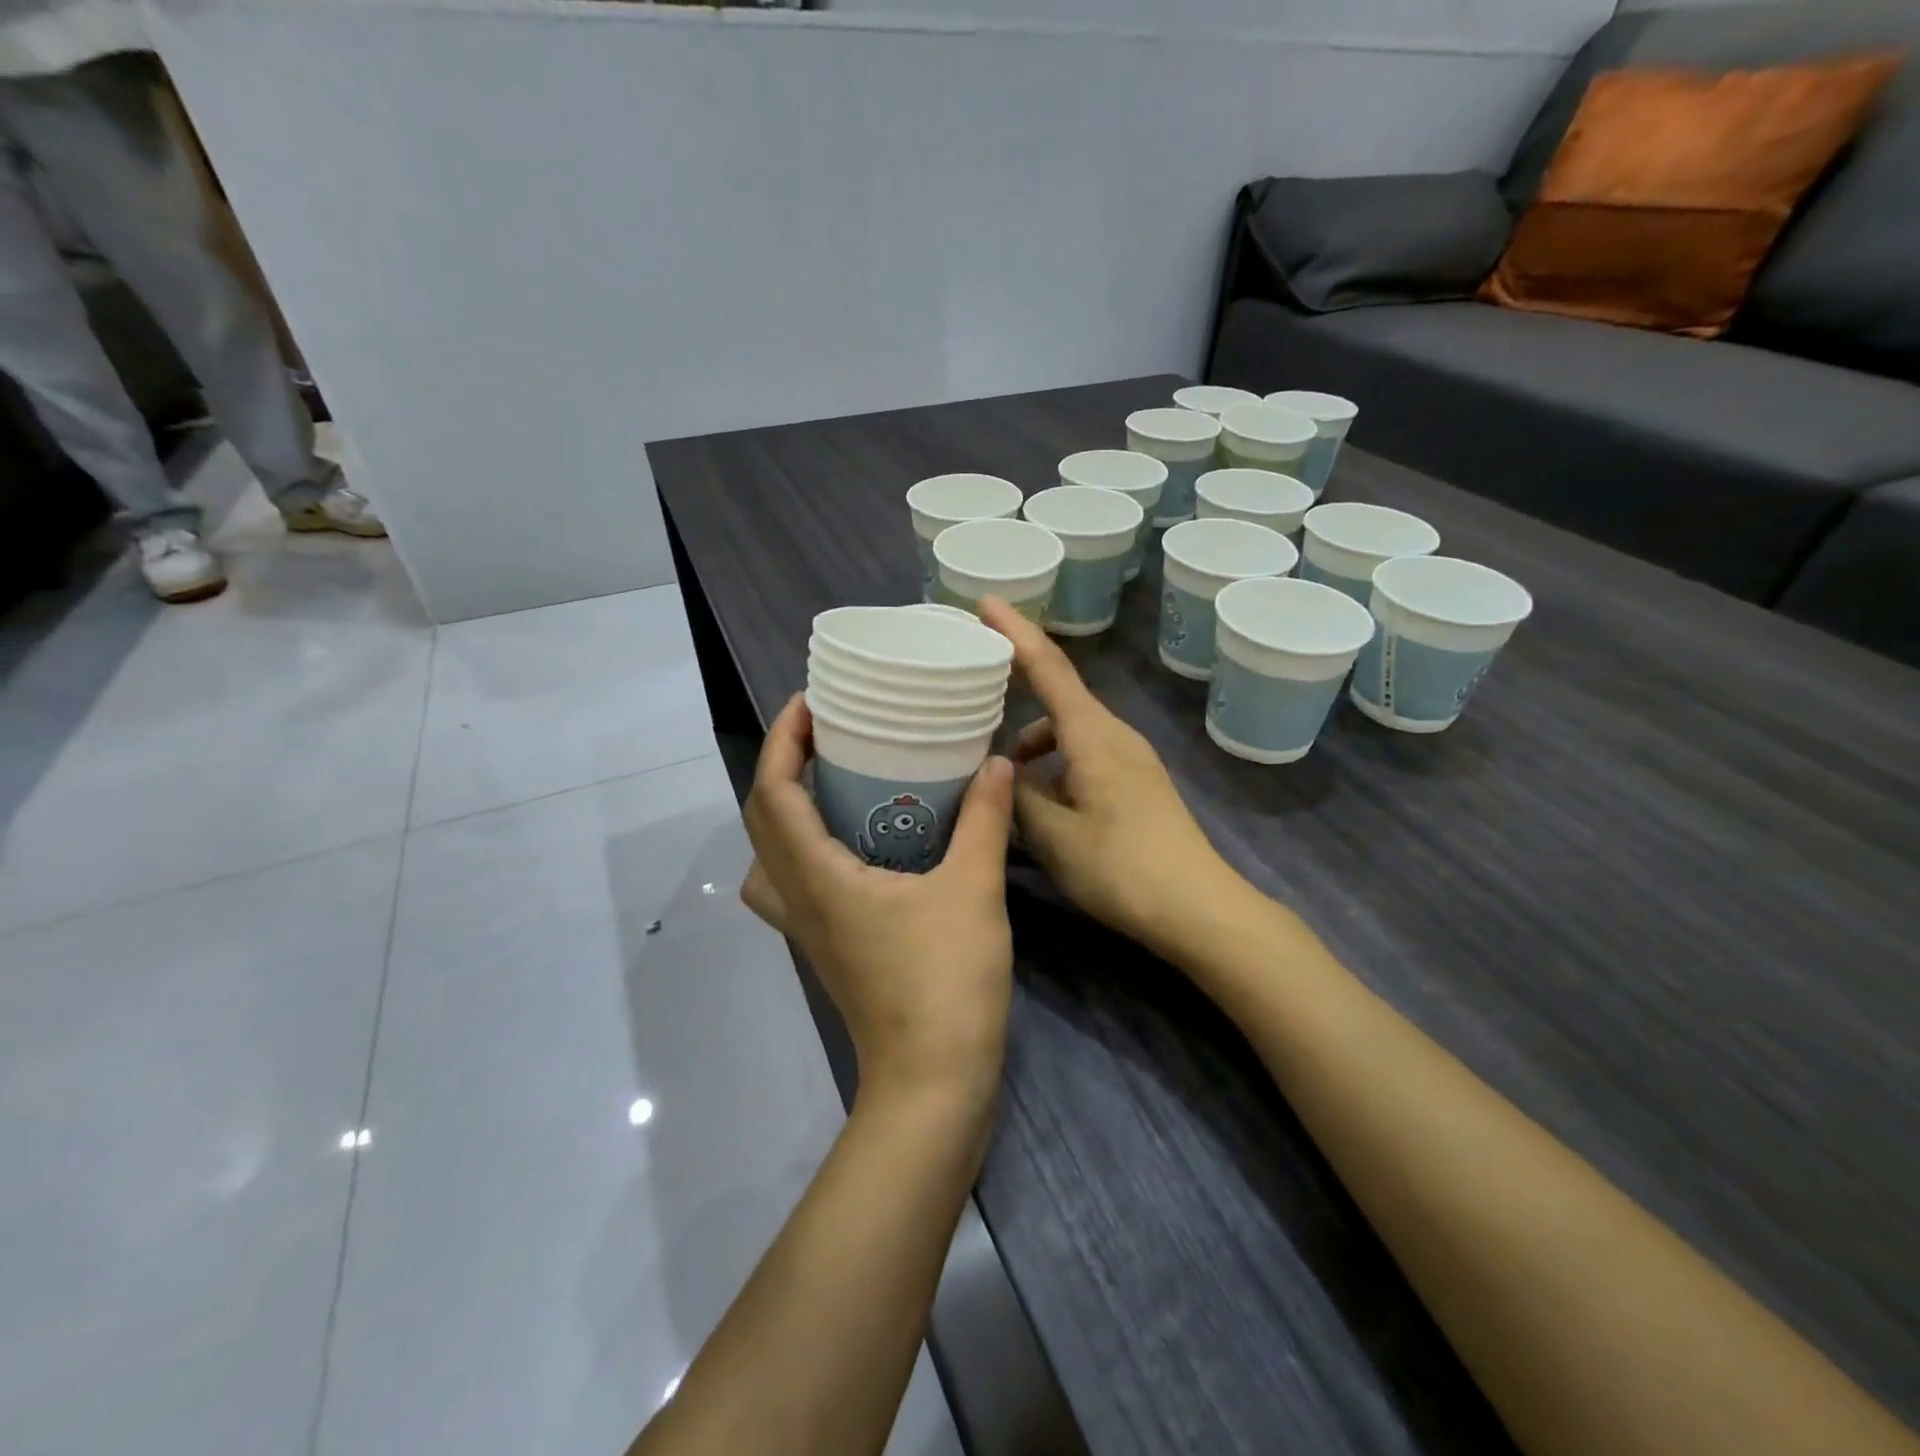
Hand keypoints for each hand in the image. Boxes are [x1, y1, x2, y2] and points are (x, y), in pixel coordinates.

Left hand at [741, 695, 1015, 1104]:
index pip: (773, 793)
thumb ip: (984, 818)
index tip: (809, 701)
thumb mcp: (973, 888)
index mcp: (818, 877)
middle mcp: (799, 899)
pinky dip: (805, 848)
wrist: (934, 1080)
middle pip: (762, 819)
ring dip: (786, 809)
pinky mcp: (830, 946)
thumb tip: (995, 760)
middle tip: (826, 731)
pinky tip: (854, 843)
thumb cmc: (946, 981)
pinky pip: (794, 882)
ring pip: (769, 856)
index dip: (782, 741)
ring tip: (831, 780)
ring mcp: (809, 928)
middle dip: (782, 765)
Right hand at [979, 597, 1238, 955]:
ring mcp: (1129, 758)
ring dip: (1034, 739)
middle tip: (975, 682)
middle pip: (1059, 694)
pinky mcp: (1135, 783)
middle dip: (1018, 682)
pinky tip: (1039, 800)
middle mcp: (1113, 734)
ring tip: (1002, 772)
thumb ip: (1018, 796)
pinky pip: (1084, 754)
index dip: (1014, 631)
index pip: (1048, 667)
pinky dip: (1054, 762)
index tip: (984, 601)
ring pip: (1069, 730)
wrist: (1199, 907)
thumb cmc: (1122, 867)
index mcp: (1093, 735)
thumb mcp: (1054, 836)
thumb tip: (1002, 772)